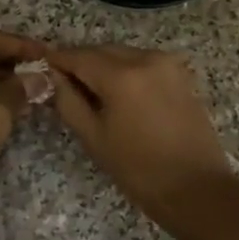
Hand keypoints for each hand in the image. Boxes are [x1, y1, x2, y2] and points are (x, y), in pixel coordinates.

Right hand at [47, 45, 234, 221]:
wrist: (197, 188)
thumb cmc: (139, 169)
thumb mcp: (94, 137)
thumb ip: (68, 101)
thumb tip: (53, 77)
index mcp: (122, 75)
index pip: (79, 56)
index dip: (57, 60)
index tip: (41, 67)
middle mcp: (147, 58)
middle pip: (103, 51)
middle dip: (81, 63)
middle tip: (63, 83)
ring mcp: (168, 64)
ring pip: (124, 55)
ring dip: (105, 66)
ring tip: (91, 92)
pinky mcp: (181, 75)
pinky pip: (144, 63)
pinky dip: (127, 71)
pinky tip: (120, 95)